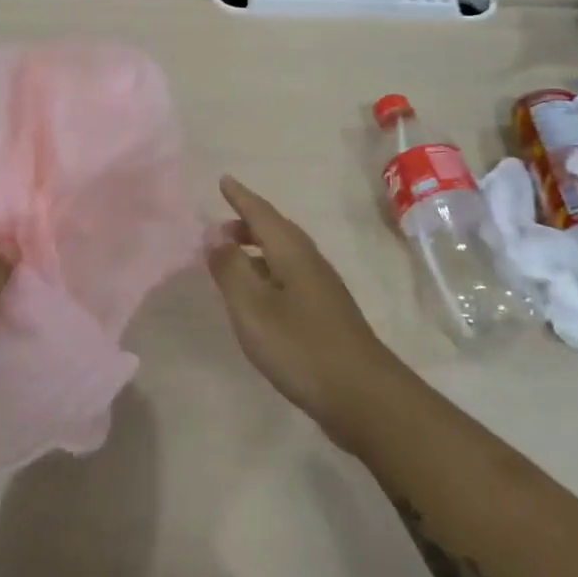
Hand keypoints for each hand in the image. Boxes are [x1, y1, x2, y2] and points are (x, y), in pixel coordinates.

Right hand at [207, 176, 395, 445]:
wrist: (362, 396)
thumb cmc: (300, 347)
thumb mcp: (253, 307)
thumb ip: (230, 268)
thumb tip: (214, 232)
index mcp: (292, 253)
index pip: (261, 214)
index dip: (240, 198)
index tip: (224, 180)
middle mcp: (310, 263)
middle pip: (277, 230)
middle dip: (249, 222)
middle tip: (220, 226)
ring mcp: (322, 288)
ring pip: (285, 253)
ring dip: (259, 247)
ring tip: (234, 256)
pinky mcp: (325, 313)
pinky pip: (290, 275)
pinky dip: (268, 270)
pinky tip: (260, 293)